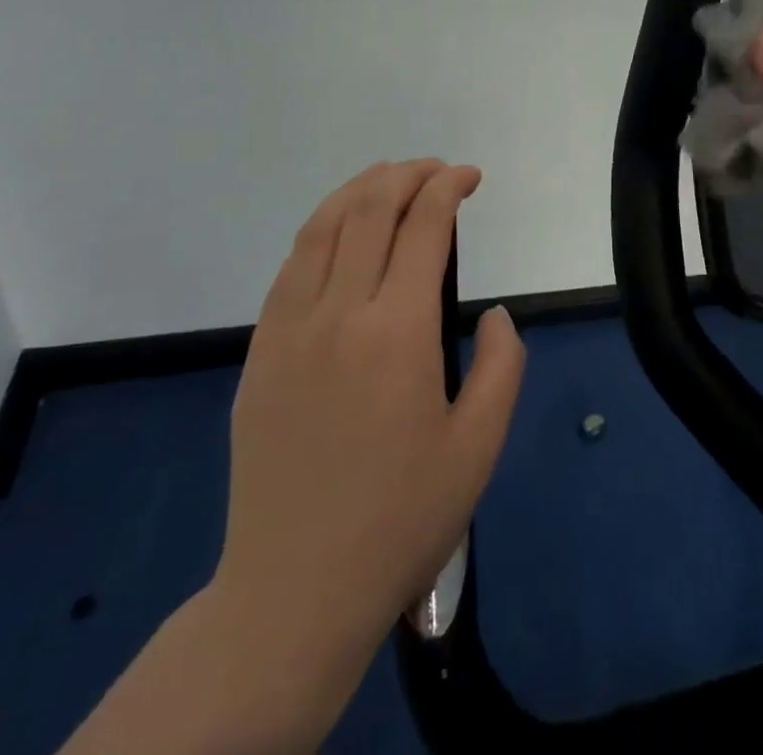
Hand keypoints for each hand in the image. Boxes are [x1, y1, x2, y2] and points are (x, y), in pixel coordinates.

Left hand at [205, 159, 525, 748]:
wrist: (293, 591)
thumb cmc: (402, 519)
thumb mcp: (480, 446)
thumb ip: (502, 364)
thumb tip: (495, 312)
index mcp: (398, 332)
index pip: (423, 227)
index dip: (448, 188)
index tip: (470, 177)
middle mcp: (339, 314)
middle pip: (369, 210)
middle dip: (408, 175)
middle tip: (438, 171)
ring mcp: (289, 330)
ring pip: (322, 227)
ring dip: (360, 189)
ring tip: (391, 179)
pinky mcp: (260, 353)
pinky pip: (290, 267)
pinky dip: (321, 229)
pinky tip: (341, 230)